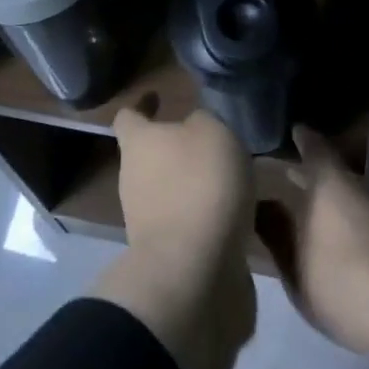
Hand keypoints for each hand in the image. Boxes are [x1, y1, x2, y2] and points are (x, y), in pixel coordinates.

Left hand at [112, 107, 255, 280]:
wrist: (194, 272)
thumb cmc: (200, 185)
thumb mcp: (213, 132)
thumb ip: (203, 121)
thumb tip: (194, 126)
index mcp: (138, 143)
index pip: (128, 116)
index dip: (142, 105)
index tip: (157, 97)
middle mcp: (134, 179)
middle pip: (151, 155)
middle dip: (178, 148)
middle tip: (214, 141)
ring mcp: (147, 220)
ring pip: (172, 190)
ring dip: (196, 184)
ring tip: (234, 178)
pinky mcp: (169, 253)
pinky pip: (191, 223)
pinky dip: (209, 216)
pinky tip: (240, 213)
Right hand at [259, 128, 368, 368]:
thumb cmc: (343, 282)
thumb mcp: (295, 265)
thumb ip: (276, 233)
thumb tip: (261, 204)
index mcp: (329, 185)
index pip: (315, 150)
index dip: (304, 140)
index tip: (294, 130)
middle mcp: (358, 192)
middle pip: (332, 174)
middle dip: (310, 173)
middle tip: (286, 172)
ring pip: (348, 198)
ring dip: (327, 200)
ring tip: (304, 210)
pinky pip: (360, 220)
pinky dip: (342, 221)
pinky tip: (331, 242)